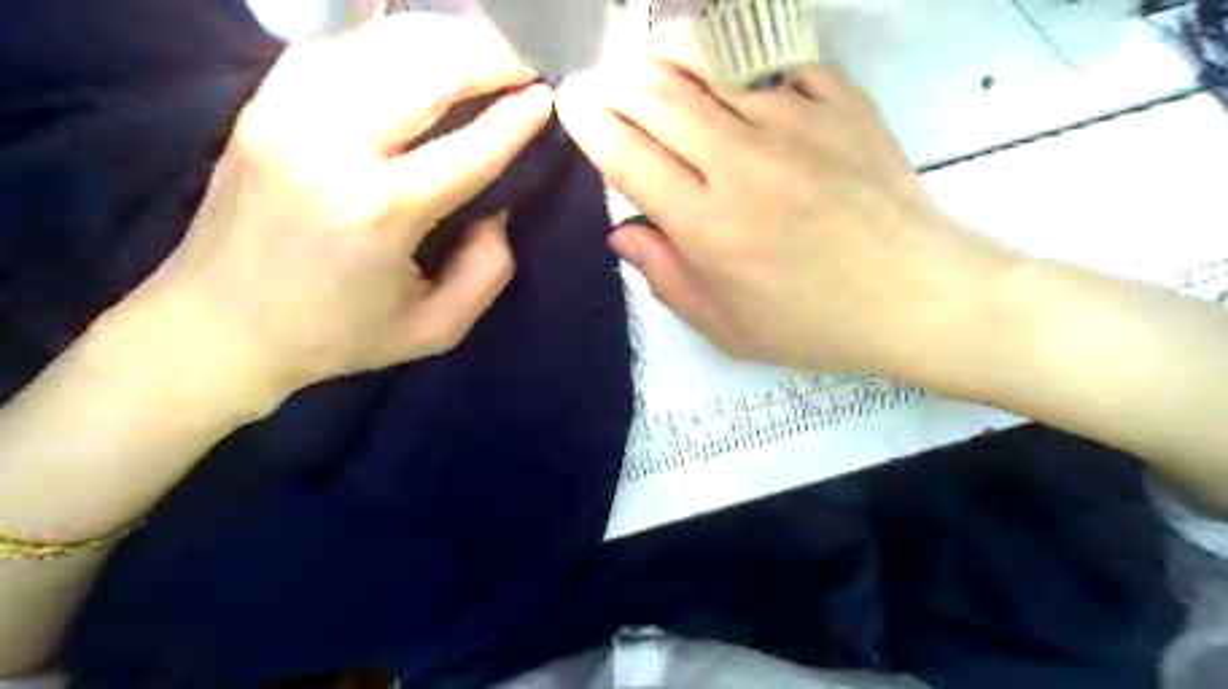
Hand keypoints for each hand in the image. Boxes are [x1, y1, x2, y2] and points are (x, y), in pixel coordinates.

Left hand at [133, 14, 552, 400]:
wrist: (219, 325)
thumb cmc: (337, 334)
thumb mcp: (435, 329)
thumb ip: (488, 271)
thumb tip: (500, 208)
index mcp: (380, 211)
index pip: (469, 148)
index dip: (516, 119)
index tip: (549, 98)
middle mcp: (330, 145)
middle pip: (425, 70)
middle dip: (487, 55)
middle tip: (526, 60)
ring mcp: (288, 112)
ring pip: (382, 44)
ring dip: (445, 38)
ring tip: (486, 48)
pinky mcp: (263, 102)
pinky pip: (340, 46)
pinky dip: (391, 36)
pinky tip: (424, 44)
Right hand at [559, 56, 1017, 378]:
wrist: (916, 295)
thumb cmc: (815, 324)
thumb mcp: (727, 327)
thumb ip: (666, 278)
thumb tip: (621, 235)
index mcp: (708, 226)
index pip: (627, 157)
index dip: (589, 124)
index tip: (569, 103)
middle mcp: (740, 164)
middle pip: (656, 96)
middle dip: (614, 78)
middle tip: (599, 75)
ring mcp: (794, 123)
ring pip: (709, 65)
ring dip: (665, 57)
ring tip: (647, 59)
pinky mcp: (839, 102)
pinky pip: (775, 64)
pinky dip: (743, 66)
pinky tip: (735, 80)